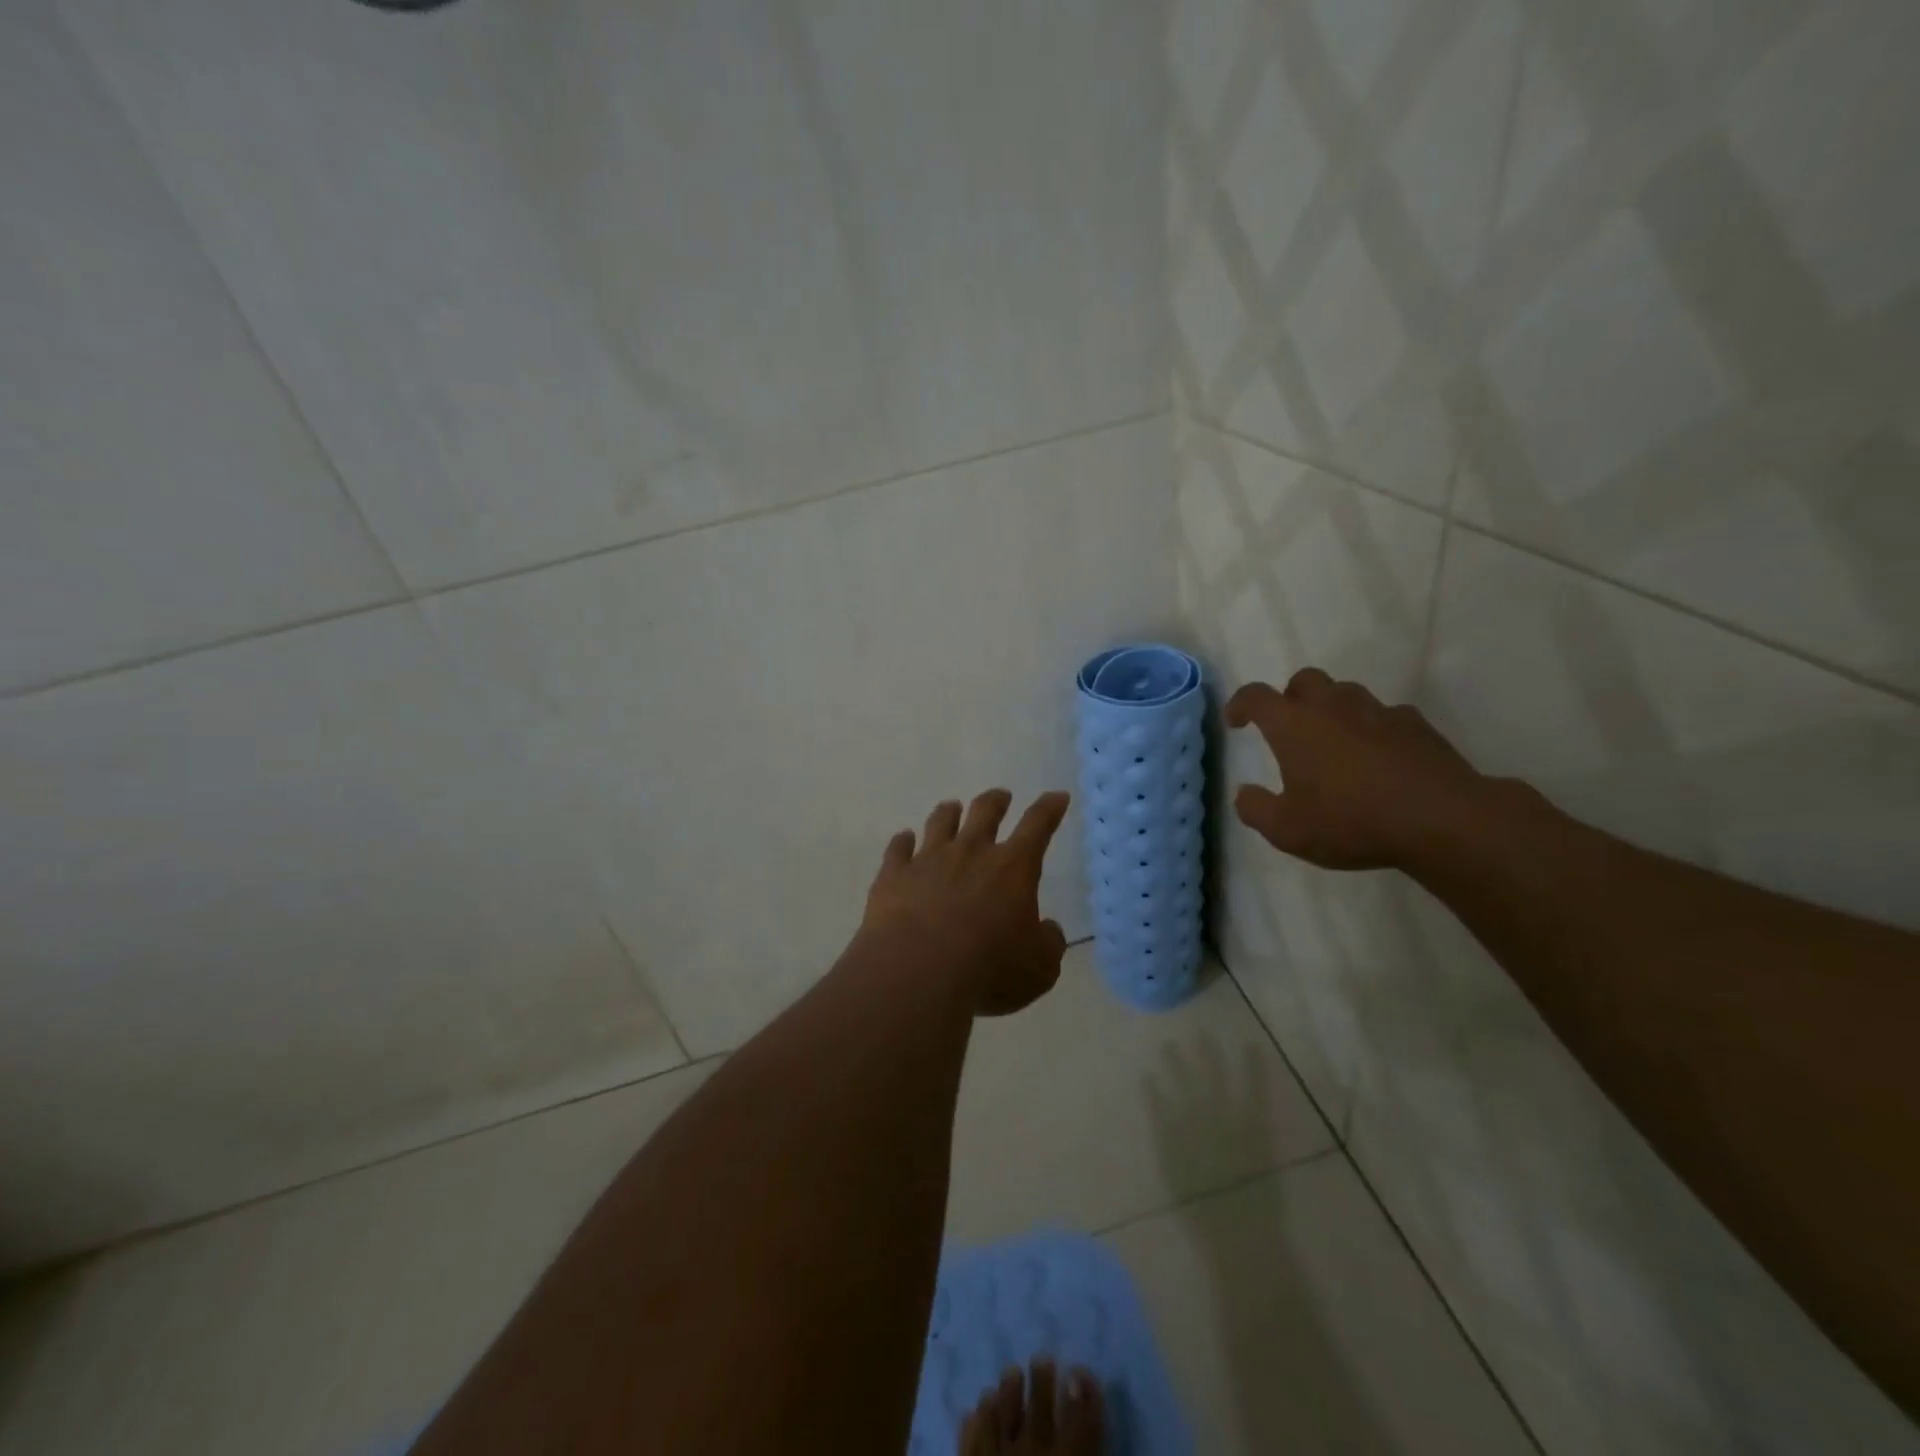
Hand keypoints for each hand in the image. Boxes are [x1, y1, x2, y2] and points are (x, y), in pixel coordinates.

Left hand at [862, 789, 1071, 1015]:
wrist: (917, 972)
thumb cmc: (989, 970)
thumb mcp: (1039, 968)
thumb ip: (1048, 943)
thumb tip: (1047, 929)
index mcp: (1013, 868)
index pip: (1037, 826)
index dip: (1049, 809)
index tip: (1056, 796)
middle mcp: (970, 853)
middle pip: (985, 813)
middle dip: (996, 801)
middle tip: (1000, 796)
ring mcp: (928, 860)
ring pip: (940, 823)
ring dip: (948, 813)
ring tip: (951, 807)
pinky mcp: (893, 875)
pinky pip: (898, 848)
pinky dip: (902, 841)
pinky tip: (903, 839)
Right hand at [1224, 669, 1485, 869]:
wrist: (1440, 820)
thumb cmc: (1351, 821)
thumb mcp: (1287, 830)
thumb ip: (1256, 809)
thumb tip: (1244, 793)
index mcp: (1293, 725)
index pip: (1256, 696)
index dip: (1240, 704)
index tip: (1235, 720)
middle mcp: (1332, 707)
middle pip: (1304, 680)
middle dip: (1290, 698)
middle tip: (1289, 727)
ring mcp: (1378, 711)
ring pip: (1346, 693)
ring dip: (1332, 708)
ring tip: (1334, 741)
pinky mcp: (1416, 725)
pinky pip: (1385, 715)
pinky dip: (1373, 728)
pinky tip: (1378, 757)